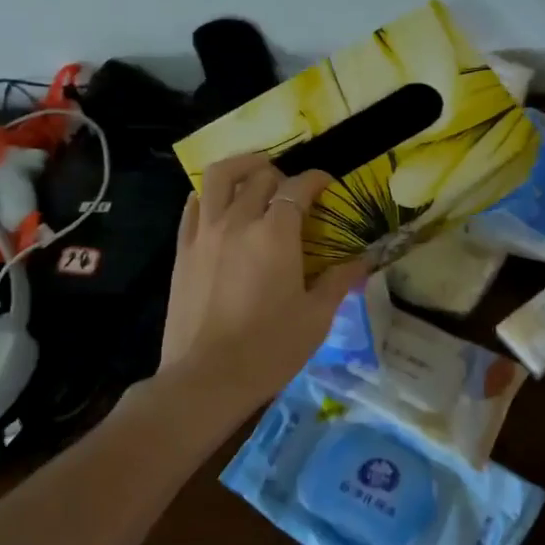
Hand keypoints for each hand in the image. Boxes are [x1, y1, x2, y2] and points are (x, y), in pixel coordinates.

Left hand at [156, 154, 368, 421]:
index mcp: (276, 234)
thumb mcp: (315, 318)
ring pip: (220, 177)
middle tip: (294, 192)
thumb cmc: (268, 350)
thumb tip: (362, 261)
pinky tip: (219, 202)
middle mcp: (238, 221)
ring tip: (255, 173)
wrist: (205, 378)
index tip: (327, 185)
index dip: (316, 179)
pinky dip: (209, 193)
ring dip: (242, 166)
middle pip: (261, 177)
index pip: (298, 188)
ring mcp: (205, 232)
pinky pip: (193, 205)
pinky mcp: (183, 249)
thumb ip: (338, 282)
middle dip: (283, 176)